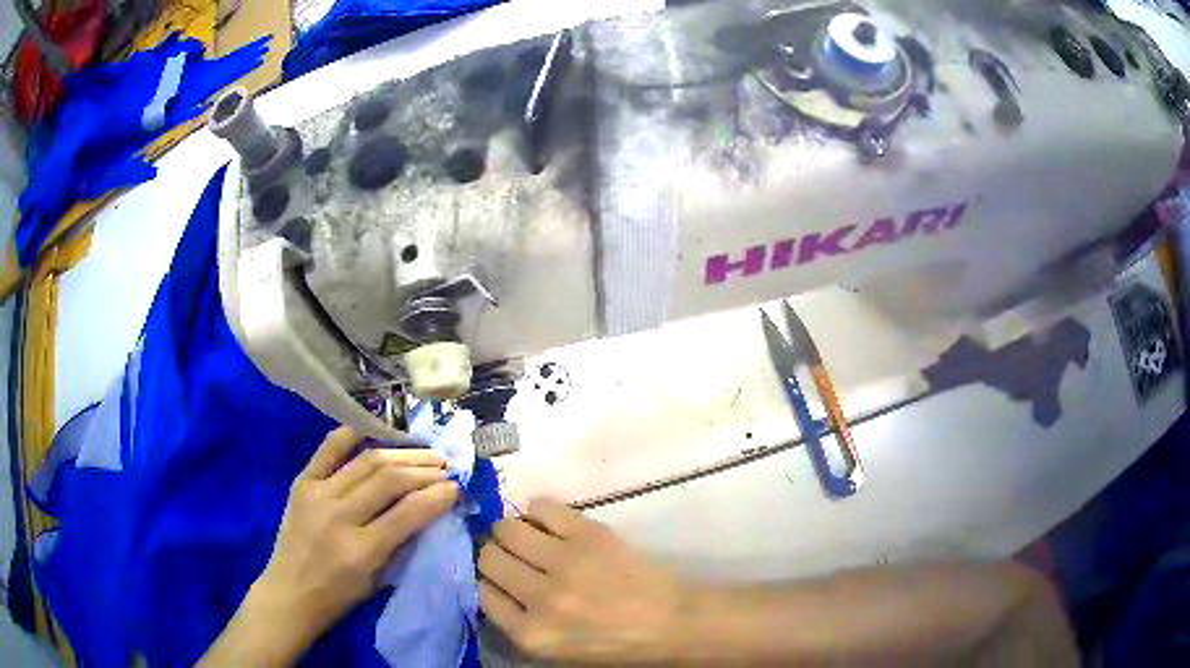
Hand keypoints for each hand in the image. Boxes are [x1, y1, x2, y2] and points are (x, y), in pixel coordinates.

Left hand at [225, 427, 458, 662]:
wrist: (289, 592)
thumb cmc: (339, 596)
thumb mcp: (378, 579)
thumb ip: (402, 543)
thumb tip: (429, 509)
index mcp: (362, 550)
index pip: (408, 513)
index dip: (437, 496)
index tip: (456, 487)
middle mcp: (339, 517)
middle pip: (389, 479)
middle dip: (423, 470)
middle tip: (444, 466)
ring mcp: (317, 494)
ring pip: (366, 461)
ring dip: (400, 453)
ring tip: (423, 453)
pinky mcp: (302, 482)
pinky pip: (329, 449)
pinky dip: (353, 434)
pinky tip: (376, 430)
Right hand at [478, 499, 687, 663]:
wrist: (670, 623)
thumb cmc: (614, 645)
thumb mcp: (554, 651)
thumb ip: (516, 622)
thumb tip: (488, 582)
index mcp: (531, 634)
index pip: (480, 592)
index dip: (485, 581)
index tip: (495, 576)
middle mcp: (541, 598)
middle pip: (488, 557)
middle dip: (494, 554)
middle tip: (511, 555)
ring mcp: (566, 563)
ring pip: (506, 529)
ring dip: (510, 531)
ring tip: (527, 537)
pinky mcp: (590, 535)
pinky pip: (542, 507)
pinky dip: (538, 512)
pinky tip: (547, 523)